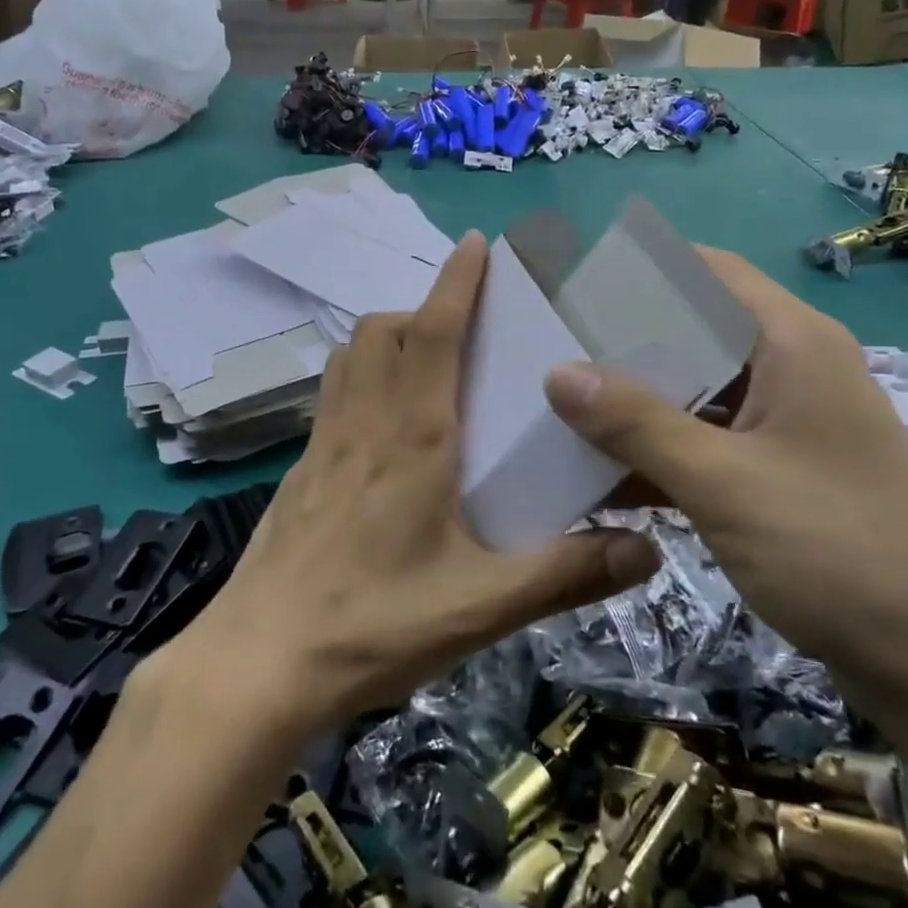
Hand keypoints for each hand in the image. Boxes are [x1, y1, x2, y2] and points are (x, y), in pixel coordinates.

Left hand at [189, 231, 659, 734]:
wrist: (259, 664)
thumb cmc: (373, 625)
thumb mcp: (481, 606)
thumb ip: (564, 574)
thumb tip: (647, 550)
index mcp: (412, 438)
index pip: (431, 333)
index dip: (455, 283)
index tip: (475, 244)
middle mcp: (363, 423)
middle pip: (383, 331)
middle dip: (424, 307)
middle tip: (467, 324)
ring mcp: (323, 444)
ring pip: (351, 356)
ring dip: (387, 336)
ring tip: (427, 360)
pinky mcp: (302, 470)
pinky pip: (333, 393)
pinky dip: (361, 374)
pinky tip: (384, 422)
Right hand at [543, 247, 907, 706]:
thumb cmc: (840, 553)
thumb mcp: (723, 482)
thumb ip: (635, 423)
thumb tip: (556, 371)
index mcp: (792, 342)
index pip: (706, 270)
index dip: (640, 270)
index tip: (572, 287)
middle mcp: (793, 367)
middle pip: (696, 330)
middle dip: (625, 342)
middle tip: (553, 351)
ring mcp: (790, 422)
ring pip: (698, 390)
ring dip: (638, 402)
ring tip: (563, 409)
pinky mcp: (784, 470)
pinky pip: (710, 440)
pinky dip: (662, 449)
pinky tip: (605, 472)